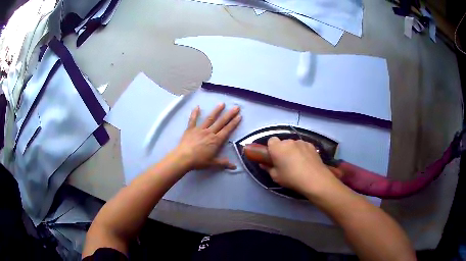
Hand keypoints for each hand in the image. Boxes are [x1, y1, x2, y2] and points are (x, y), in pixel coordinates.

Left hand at [174, 103, 240, 169]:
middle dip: (229, 114)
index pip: (227, 130)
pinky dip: (195, 113)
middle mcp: (210, 132)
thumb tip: (234, 167)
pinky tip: (197, 106)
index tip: (239, 116)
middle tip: (236, 107)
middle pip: (221, 122)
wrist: (183, 158)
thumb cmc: (198, 161)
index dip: (234, 123)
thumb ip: (223, 163)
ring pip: (210, 118)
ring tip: (222, 103)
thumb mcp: (212, 164)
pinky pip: (193, 120)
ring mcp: (200, 129)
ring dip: (216, 111)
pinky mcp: (190, 129)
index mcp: (216, 140)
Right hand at [261, 137, 341, 197]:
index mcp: (277, 148)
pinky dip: (302, 151)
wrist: (314, 179)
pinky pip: (303, 146)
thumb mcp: (276, 177)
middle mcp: (289, 141)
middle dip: (283, 150)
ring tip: (298, 163)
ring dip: (293, 150)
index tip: (274, 158)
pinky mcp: (311, 145)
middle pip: (283, 143)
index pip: (271, 140)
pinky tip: (306, 162)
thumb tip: (264, 164)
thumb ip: (268, 168)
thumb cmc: (291, 178)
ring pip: (294, 144)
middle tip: (285, 162)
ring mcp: (301, 142)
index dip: (271, 148)